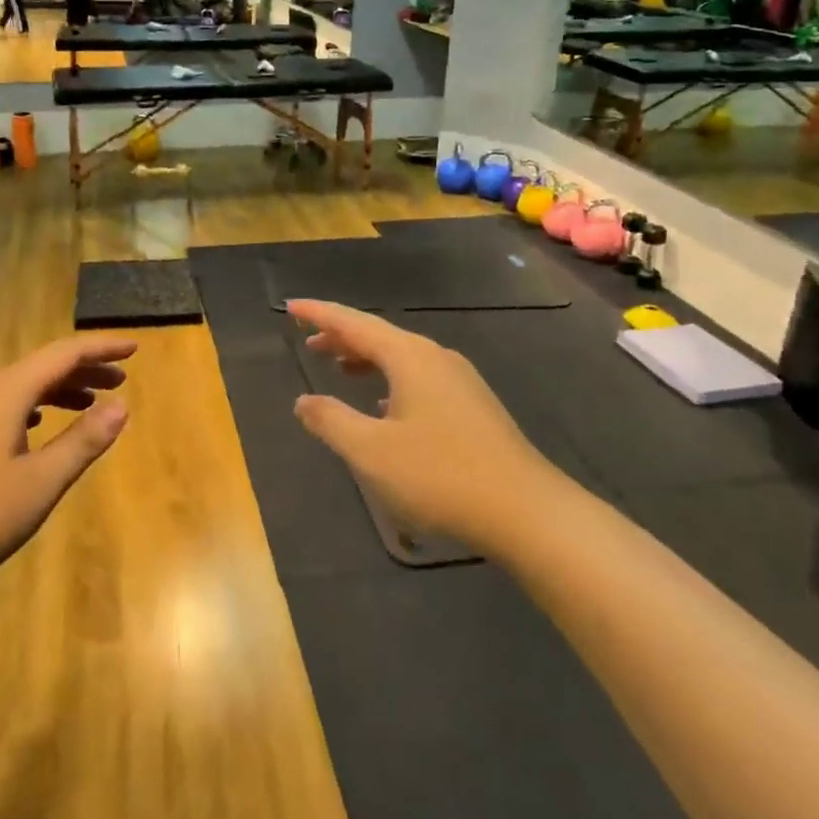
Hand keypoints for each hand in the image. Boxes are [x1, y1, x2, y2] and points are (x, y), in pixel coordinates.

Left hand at [0, 335, 134, 599]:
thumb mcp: (39, 482)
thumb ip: (82, 441)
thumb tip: (121, 405)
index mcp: (5, 392)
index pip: (63, 354)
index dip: (100, 348)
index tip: (134, 349)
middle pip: (40, 368)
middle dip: (83, 371)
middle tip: (119, 381)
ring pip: (18, 388)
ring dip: (57, 391)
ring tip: (87, 405)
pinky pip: (0, 407)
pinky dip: (31, 409)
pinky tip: (35, 430)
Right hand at [288, 300, 543, 546]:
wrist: (527, 511)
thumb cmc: (441, 475)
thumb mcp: (372, 451)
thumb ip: (331, 421)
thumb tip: (304, 402)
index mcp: (409, 356)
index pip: (354, 323)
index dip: (319, 313)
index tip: (291, 306)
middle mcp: (435, 357)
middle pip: (379, 336)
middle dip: (341, 336)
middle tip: (308, 341)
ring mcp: (459, 380)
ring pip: (400, 357)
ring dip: (366, 358)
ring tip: (338, 368)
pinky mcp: (472, 405)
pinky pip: (418, 377)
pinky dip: (390, 379)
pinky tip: (384, 407)